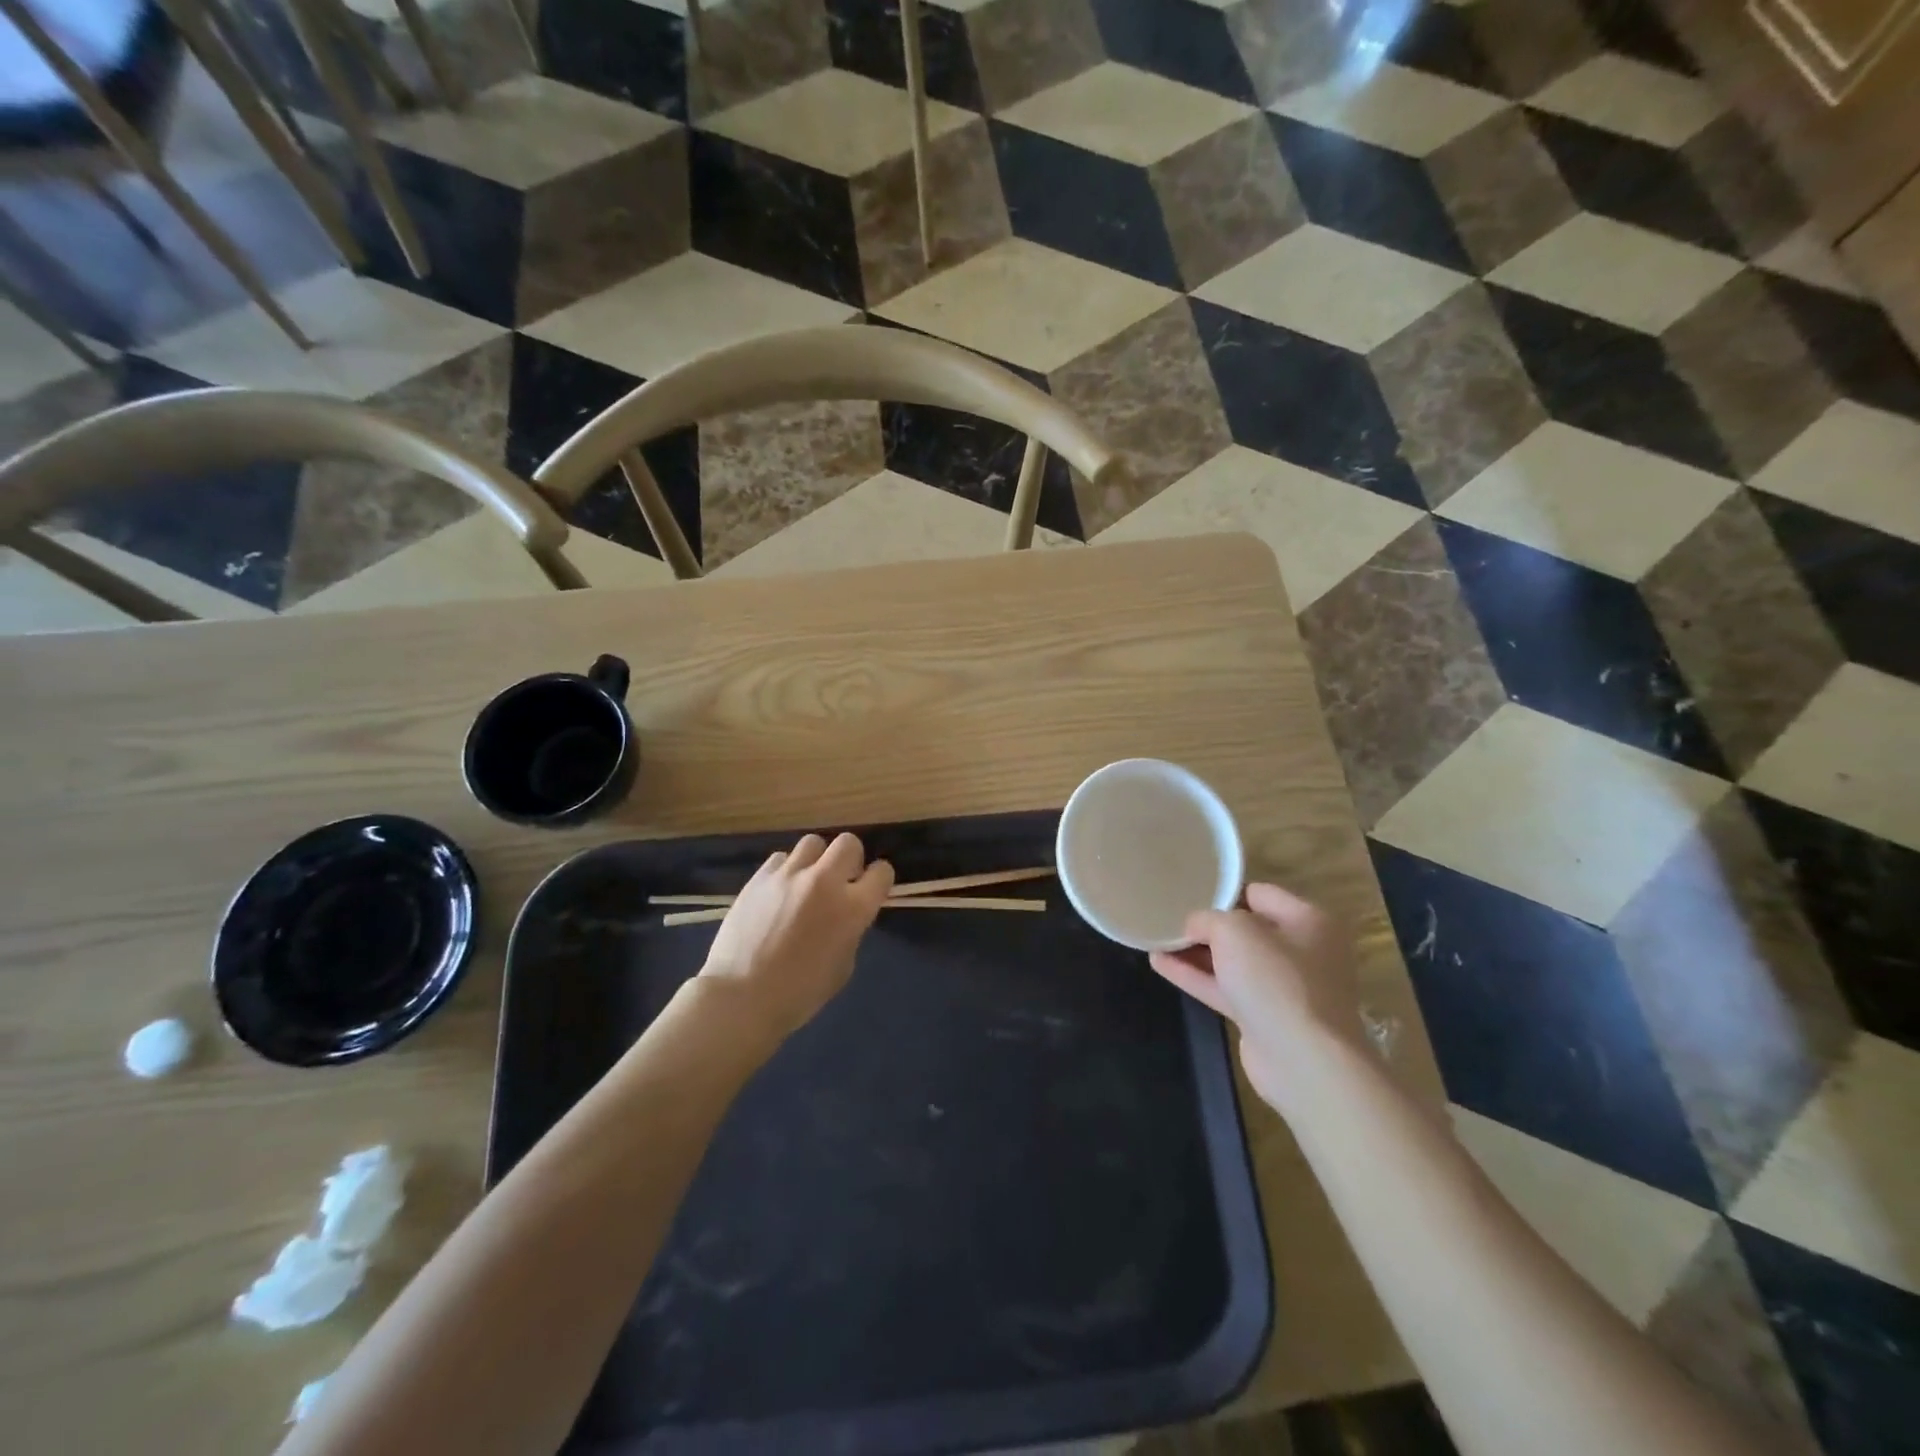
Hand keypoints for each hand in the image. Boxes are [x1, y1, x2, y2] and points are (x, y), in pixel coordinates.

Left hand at [699, 833, 893, 1039]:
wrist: (741, 998)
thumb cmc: (800, 994)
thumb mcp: (843, 965)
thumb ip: (850, 930)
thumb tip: (844, 915)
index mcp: (853, 908)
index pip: (882, 872)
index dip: (879, 880)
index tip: (871, 890)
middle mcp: (825, 881)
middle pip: (849, 843)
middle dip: (850, 859)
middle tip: (840, 881)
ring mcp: (789, 875)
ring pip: (813, 843)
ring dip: (816, 860)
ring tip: (806, 883)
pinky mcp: (760, 877)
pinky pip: (781, 858)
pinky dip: (786, 871)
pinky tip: (779, 892)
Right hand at [1149, 883, 1363, 1111]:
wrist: (1303, 1061)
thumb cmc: (1276, 981)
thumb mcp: (1235, 931)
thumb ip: (1207, 919)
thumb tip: (1193, 926)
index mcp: (1308, 921)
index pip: (1259, 894)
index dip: (1223, 892)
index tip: (1189, 891)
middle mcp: (1302, 952)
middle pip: (1246, 929)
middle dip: (1208, 925)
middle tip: (1170, 916)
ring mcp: (1283, 988)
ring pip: (1232, 962)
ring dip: (1196, 952)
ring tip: (1157, 938)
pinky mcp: (1264, 1018)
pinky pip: (1225, 989)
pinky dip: (1196, 977)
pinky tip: (1160, 964)